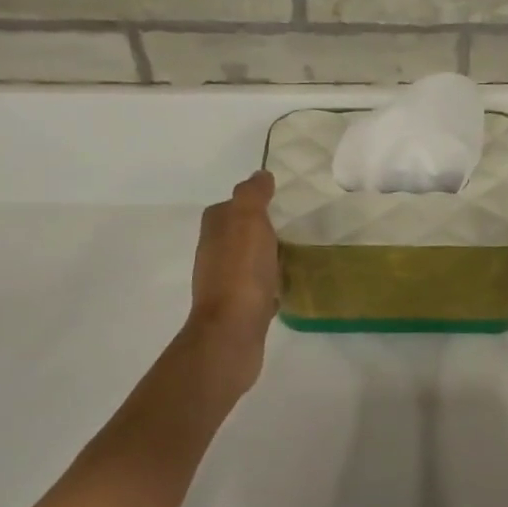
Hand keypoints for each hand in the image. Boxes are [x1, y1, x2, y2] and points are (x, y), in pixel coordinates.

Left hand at [185, 170, 280, 392]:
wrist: (232, 332)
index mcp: (214, 231)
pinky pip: (256, 289)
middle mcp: (213, 255)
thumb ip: (252, 195)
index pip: (228, 207)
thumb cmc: (241, 272)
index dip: (249, 202)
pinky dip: (269, 285)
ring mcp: (224, 284)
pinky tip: (286, 287)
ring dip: (265, 257)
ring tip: (294, 254)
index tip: (277, 201)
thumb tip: (260, 174)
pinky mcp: (239, 309)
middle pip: (237, 234)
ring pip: (247, 261)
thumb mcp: (248, 221)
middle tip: (292, 227)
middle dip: (260, 230)